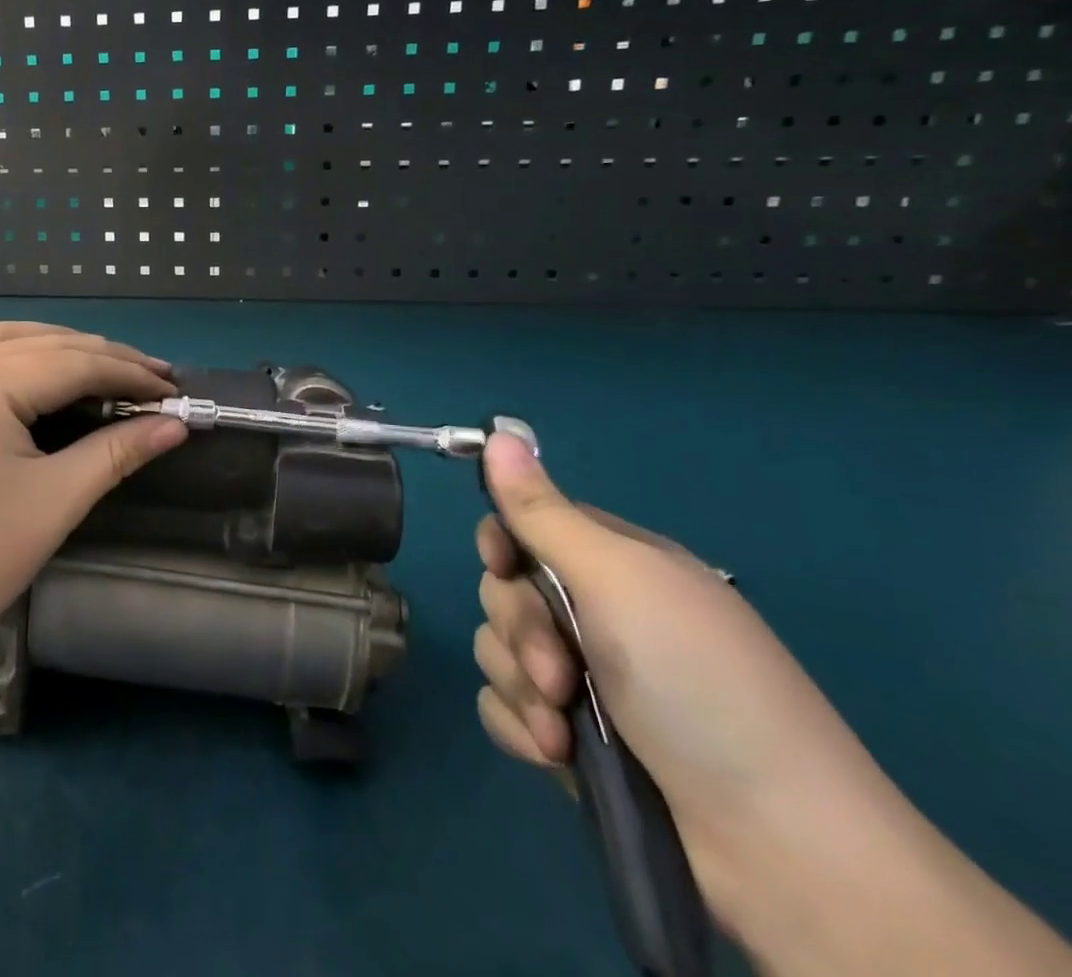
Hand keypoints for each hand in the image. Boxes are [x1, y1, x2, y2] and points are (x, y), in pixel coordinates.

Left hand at [0, 321, 187, 676]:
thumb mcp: (54, 503)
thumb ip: (117, 452)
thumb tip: (175, 424)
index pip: (70, 363)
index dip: (127, 372)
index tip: (172, 388)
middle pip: (38, 342)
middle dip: (98, 356)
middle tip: (149, 376)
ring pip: (1, 340)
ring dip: (55, 345)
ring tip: (100, 366)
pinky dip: (14, 356)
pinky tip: (37, 376)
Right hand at [471, 432, 905, 952]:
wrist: (779, 848)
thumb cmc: (698, 684)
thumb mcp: (618, 580)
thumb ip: (543, 510)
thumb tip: (498, 428)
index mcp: (614, 566)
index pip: (525, 526)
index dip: (502, 543)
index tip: (503, 565)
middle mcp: (596, 614)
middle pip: (504, 591)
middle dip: (519, 632)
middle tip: (562, 672)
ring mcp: (584, 679)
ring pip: (498, 650)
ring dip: (521, 687)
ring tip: (565, 729)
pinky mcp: (571, 739)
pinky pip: (504, 708)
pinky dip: (521, 728)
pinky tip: (556, 754)